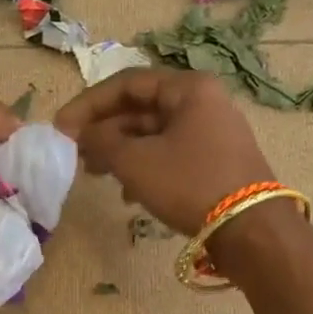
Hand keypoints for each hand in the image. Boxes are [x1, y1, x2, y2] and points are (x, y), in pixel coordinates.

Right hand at [55, 69, 273, 235]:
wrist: (251, 230)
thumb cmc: (190, 184)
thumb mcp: (136, 161)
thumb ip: (101, 142)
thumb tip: (81, 134)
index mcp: (188, 88)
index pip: (126, 83)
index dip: (88, 104)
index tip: (61, 128)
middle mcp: (203, 102)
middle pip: (140, 108)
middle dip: (104, 131)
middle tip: (76, 154)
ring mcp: (212, 132)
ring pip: (154, 134)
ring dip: (121, 152)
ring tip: (97, 175)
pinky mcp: (216, 161)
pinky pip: (170, 154)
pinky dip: (145, 167)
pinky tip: (129, 194)